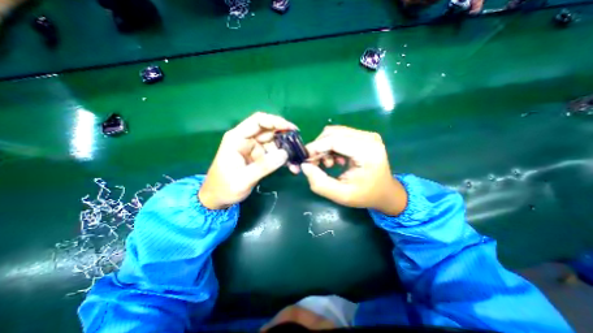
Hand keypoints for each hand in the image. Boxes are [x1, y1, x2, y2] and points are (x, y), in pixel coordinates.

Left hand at [199, 113, 295, 208]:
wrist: (218, 198)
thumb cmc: (224, 187)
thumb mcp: (243, 179)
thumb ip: (263, 166)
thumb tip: (285, 154)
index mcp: (237, 138)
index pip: (257, 121)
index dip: (275, 121)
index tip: (291, 129)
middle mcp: (247, 139)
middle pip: (269, 131)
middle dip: (285, 137)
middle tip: (299, 146)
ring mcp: (254, 148)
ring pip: (274, 142)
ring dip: (286, 150)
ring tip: (296, 161)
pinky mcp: (259, 157)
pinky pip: (275, 153)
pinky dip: (283, 159)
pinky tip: (291, 166)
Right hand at [301, 125, 408, 215]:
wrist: (385, 192)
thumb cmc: (365, 195)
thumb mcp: (341, 195)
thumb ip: (320, 183)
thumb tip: (304, 166)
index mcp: (367, 151)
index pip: (334, 140)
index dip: (315, 148)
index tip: (305, 159)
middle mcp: (369, 138)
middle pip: (333, 133)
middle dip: (318, 147)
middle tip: (315, 164)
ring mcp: (367, 135)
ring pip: (334, 132)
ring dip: (324, 147)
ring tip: (327, 164)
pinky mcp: (363, 137)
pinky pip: (340, 135)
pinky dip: (331, 146)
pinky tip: (335, 160)